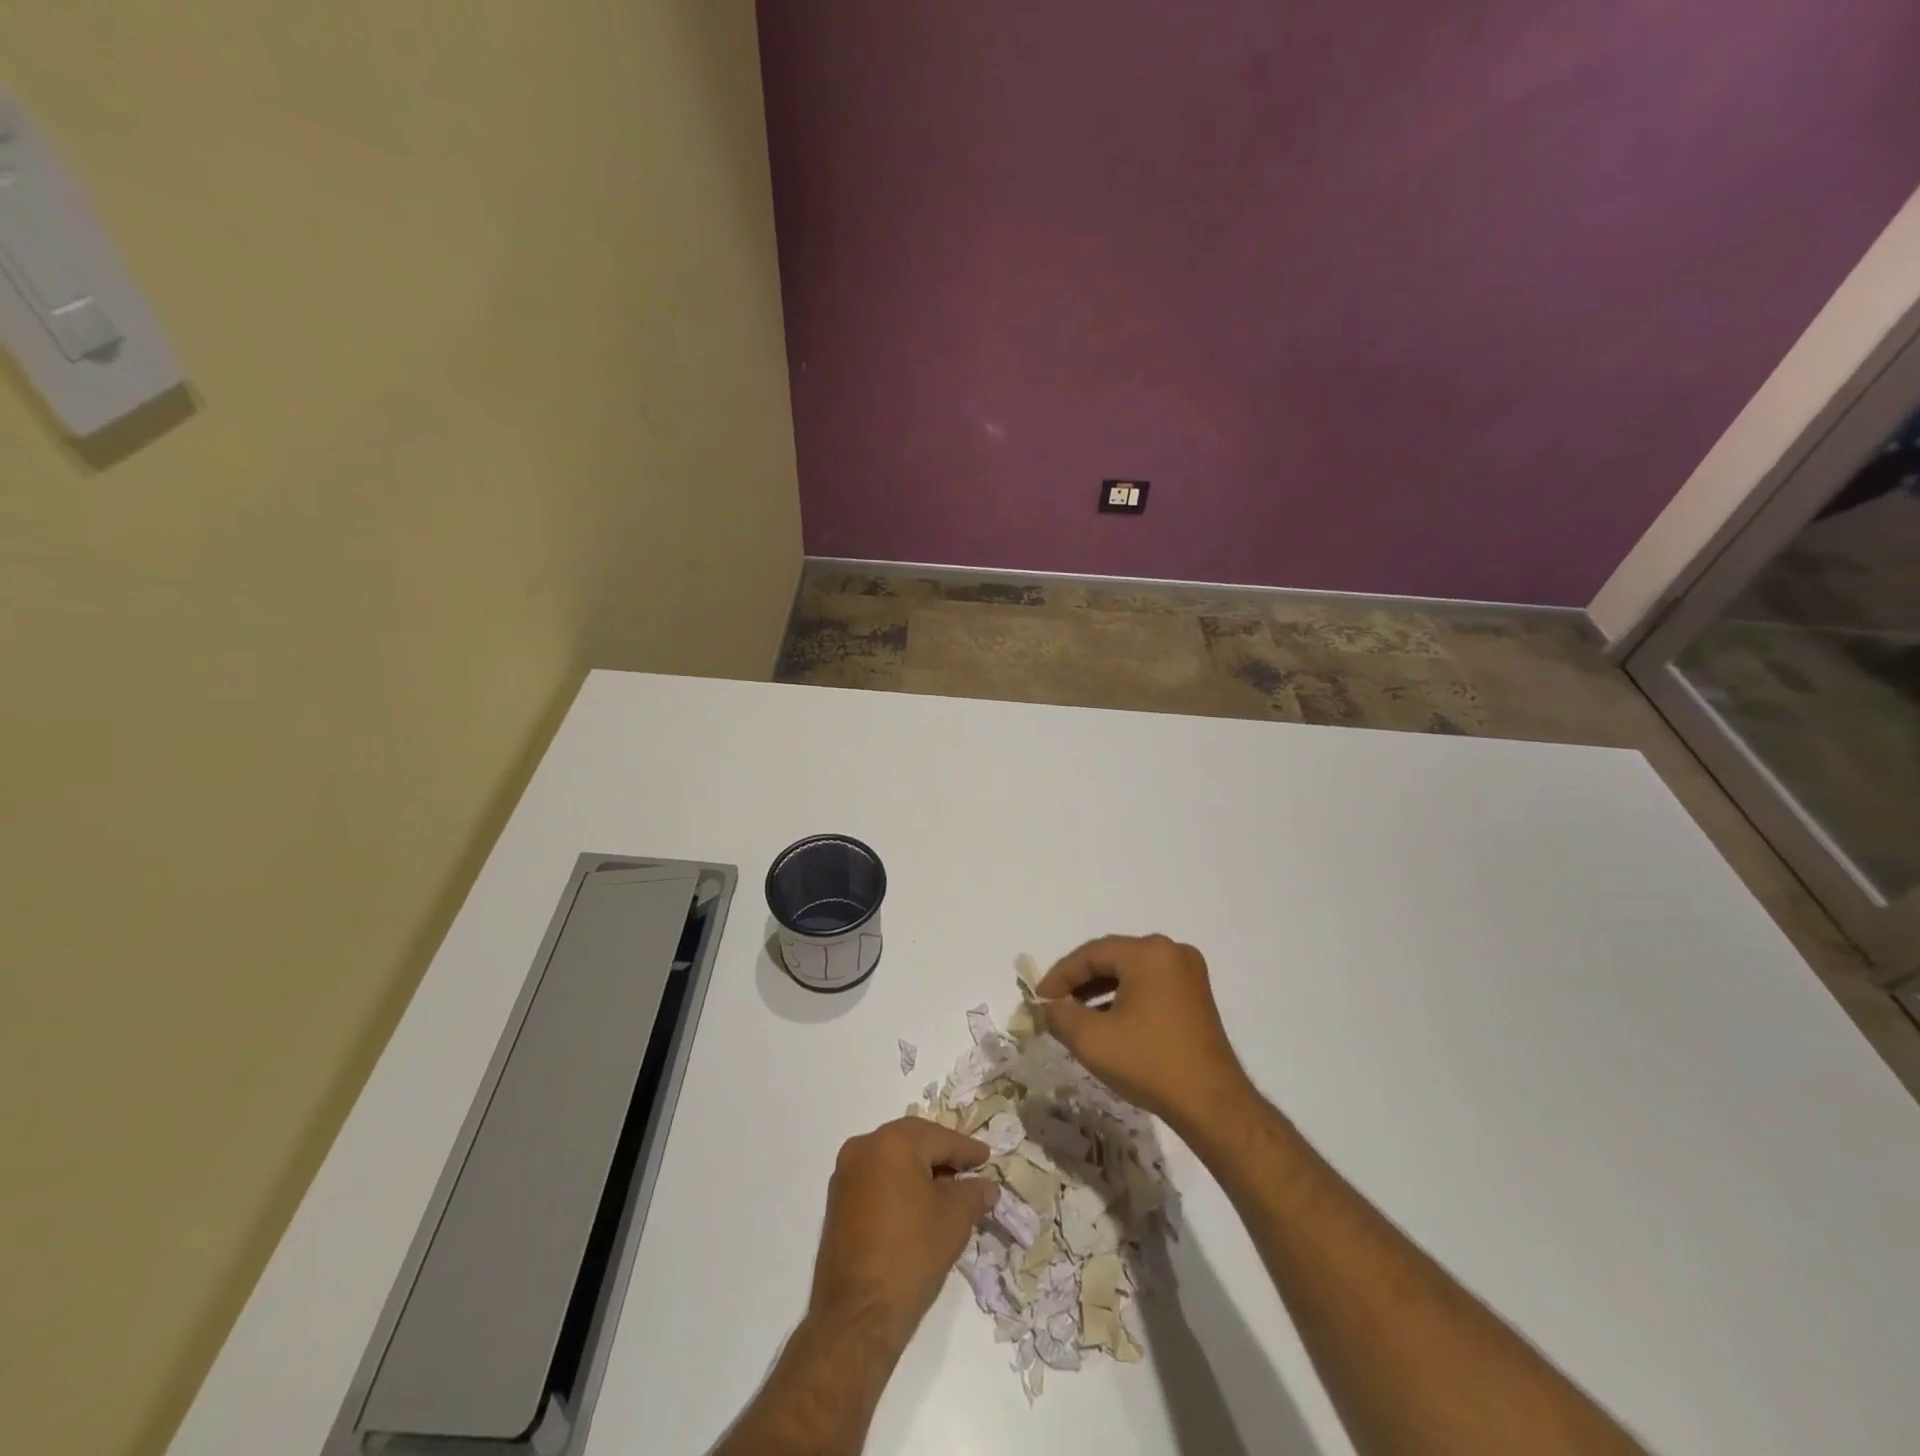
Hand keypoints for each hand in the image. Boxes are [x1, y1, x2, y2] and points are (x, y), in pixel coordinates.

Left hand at [807, 1118, 996, 1353]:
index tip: (987, 1157)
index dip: (967, 1149)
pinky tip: (917, 1202)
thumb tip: (986, 1186)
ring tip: (947, 1188)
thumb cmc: (911, 1257)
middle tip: (969, 1169)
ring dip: (919, 1168)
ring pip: (893, 1157)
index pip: (940, 1138)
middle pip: (913, 1141)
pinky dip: (898, 1182)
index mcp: (893, 1142)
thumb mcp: (954, 1221)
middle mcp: (864, 1146)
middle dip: (942, 1154)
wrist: (856, 1316)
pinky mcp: (837, 1198)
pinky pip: (876, 1176)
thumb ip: (974, 1194)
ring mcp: (845, 1172)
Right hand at [1037, 934, 1252, 1133]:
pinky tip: (1108, 1022)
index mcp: (1148, 953)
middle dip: (1079, 982)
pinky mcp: (1196, 995)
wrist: (1212, 1104)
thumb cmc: (1149, 1063)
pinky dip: (1125, 998)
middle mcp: (1171, 951)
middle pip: (1112, 958)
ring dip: (1100, 991)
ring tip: (1076, 1016)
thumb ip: (1060, 1016)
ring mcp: (1188, 972)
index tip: (1039, 1000)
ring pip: (1131, 972)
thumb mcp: (1092, 1040)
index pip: (1091, 954)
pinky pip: (1150, 985)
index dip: (1059, 975)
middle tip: (1054, 1005)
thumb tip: (1046, 1007)